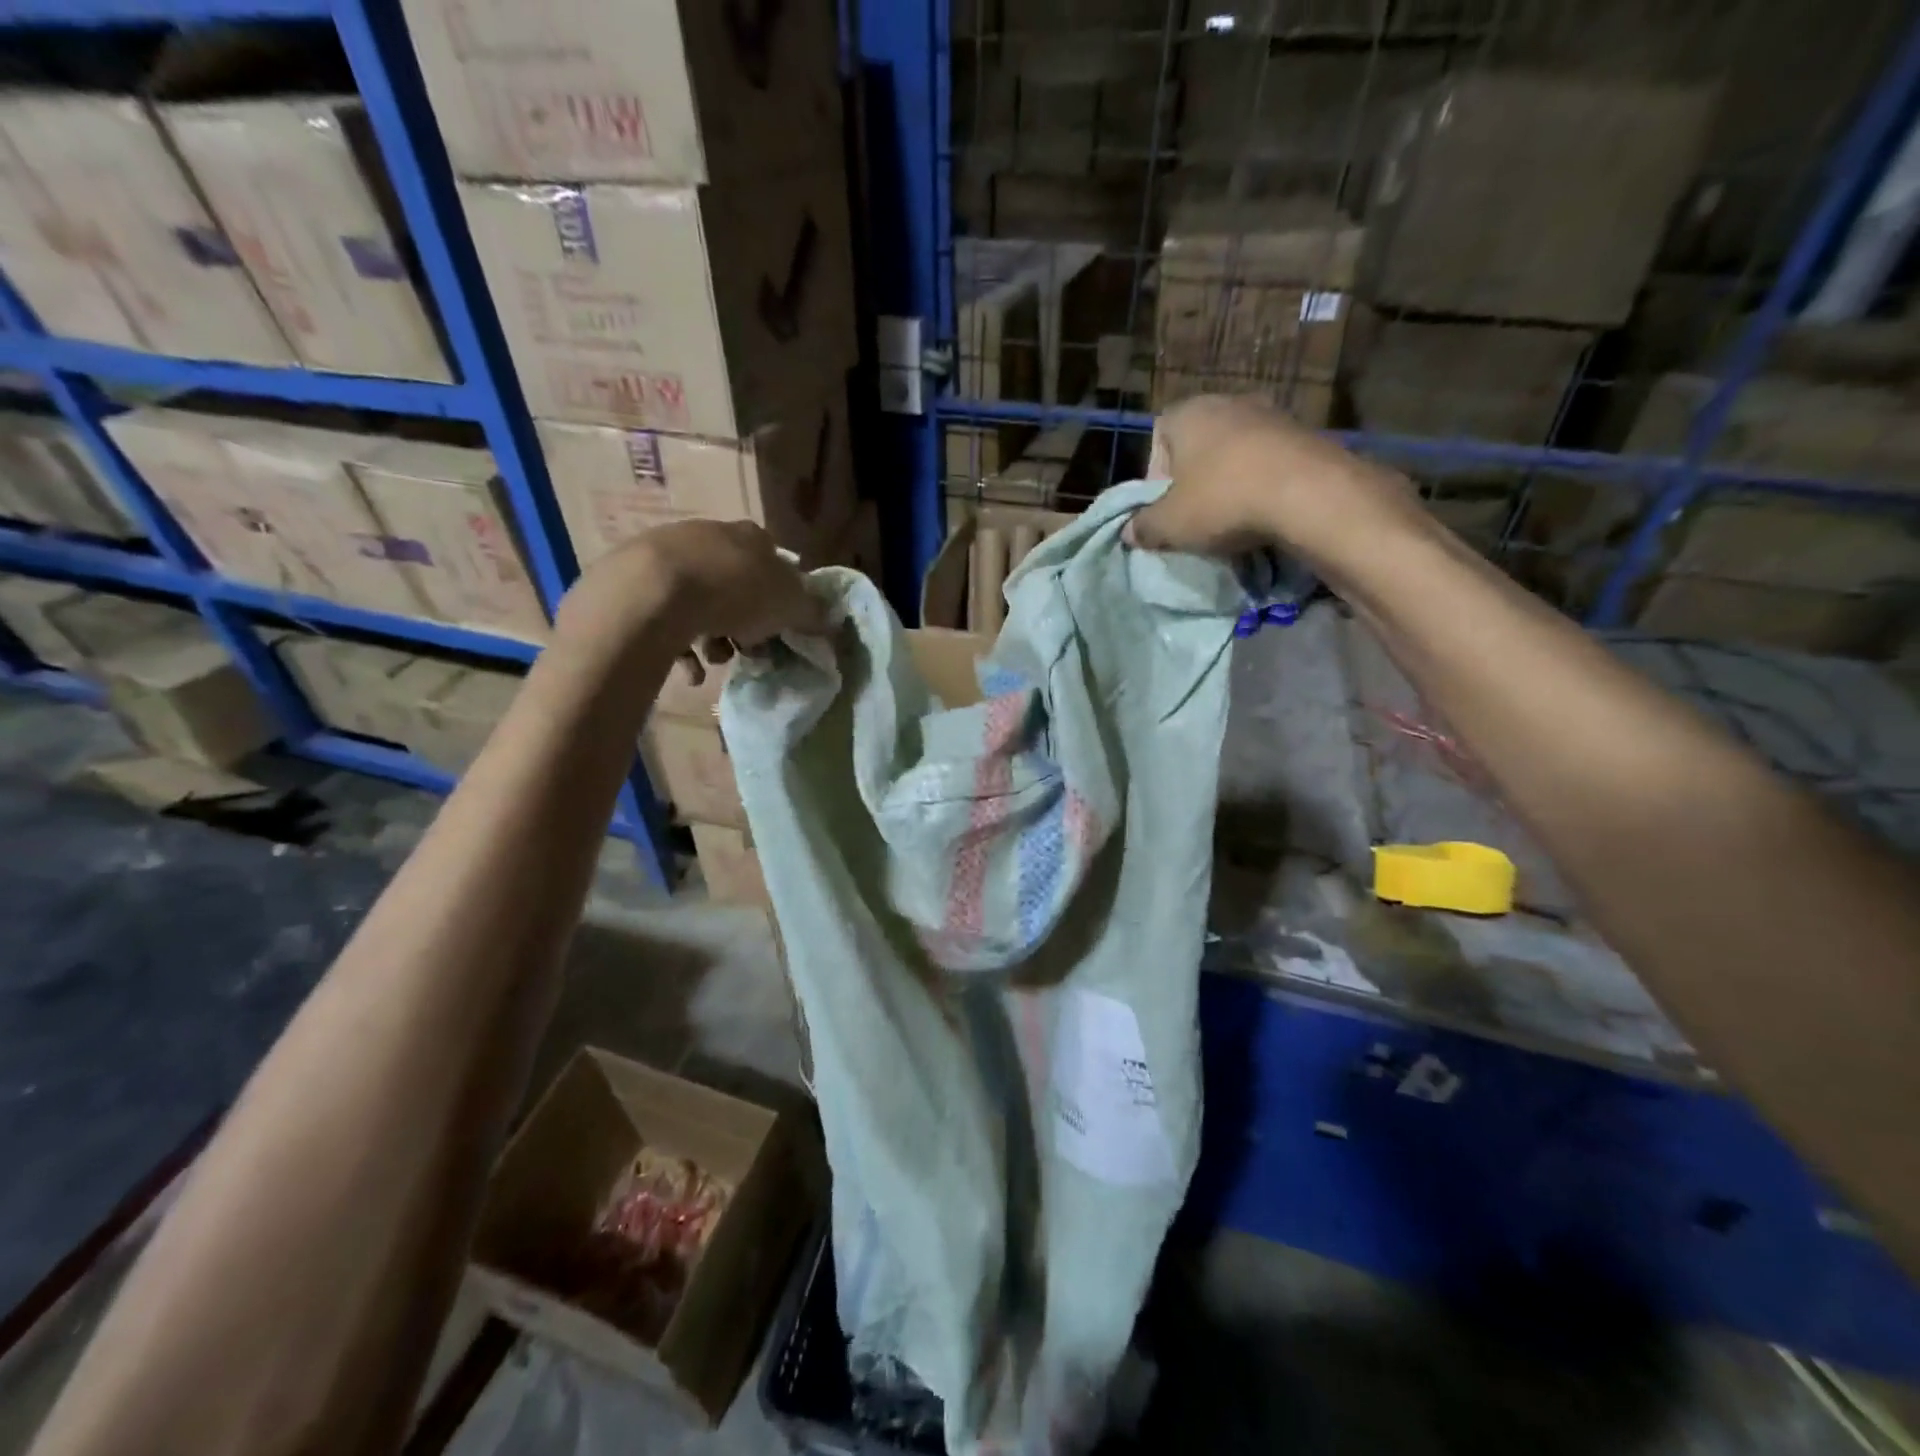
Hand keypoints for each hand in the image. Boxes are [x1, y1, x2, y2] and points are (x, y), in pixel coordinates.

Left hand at [556, 520, 827, 668]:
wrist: (653, 593)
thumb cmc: (735, 592)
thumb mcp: (791, 605)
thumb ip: (812, 613)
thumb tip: (828, 621)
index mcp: (749, 536)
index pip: (773, 561)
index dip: (781, 595)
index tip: (781, 624)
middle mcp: (708, 536)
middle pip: (735, 584)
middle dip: (745, 621)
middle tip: (750, 648)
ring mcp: (667, 556)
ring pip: (701, 602)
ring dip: (714, 637)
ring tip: (717, 661)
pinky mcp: (633, 582)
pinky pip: (666, 619)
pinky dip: (681, 647)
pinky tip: (690, 671)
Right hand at [1125, 395, 1422, 564]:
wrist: (1309, 493)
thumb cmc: (1222, 500)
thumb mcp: (1169, 525)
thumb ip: (1144, 527)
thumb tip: (1129, 532)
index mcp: (1187, 412)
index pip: (1157, 438)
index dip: (1155, 478)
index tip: (1164, 509)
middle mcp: (1227, 401)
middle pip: (1198, 445)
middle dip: (1193, 481)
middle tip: (1195, 517)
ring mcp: (1271, 413)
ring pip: (1235, 453)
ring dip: (1229, 483)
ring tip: (1231, 519)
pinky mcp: (1305, 433)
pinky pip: (1268, 462)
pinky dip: (1261, 485)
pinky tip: (1264, 513)